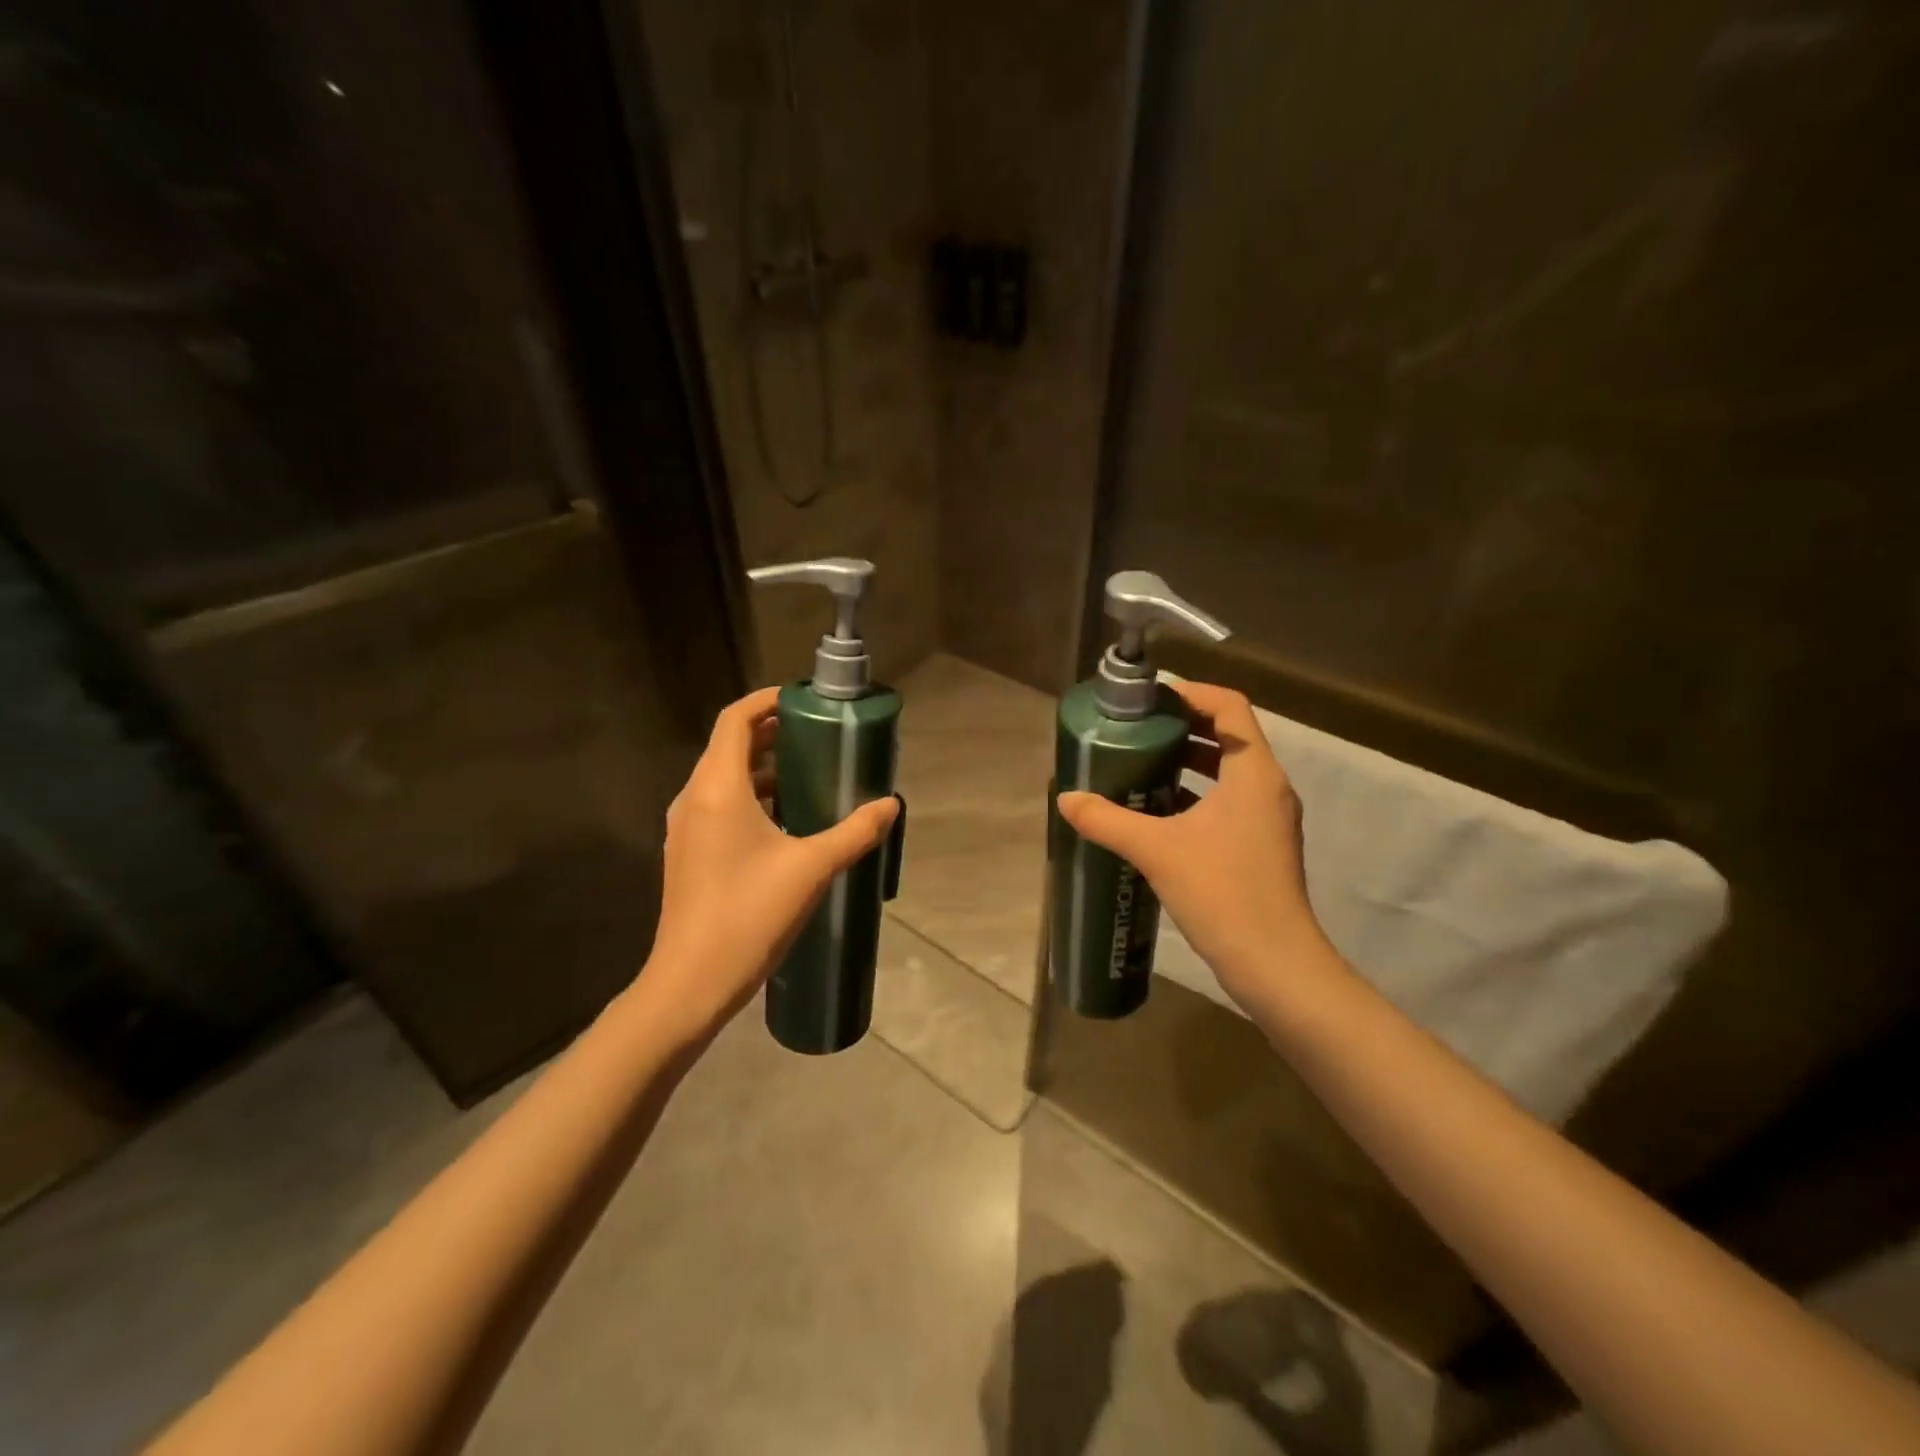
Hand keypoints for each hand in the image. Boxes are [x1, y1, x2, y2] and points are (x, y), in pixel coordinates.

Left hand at [641, 686, 898, 1041]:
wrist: (691, 982)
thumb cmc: (750, 915)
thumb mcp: (812, 868)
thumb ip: (855, 831)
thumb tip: (890, 805)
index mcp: (717, 788)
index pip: (736, 719)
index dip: (767, 701)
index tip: (805, 701)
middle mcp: (694, 798)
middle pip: (730, 746)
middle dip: (773, 733)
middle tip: (818, 735)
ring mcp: (686, 828)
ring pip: (724, 778)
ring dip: (764, 768)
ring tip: (810, 774)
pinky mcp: (689, 854)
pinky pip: (720, 806)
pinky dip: (752, 798)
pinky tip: (787, 822)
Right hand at [1057, 680, 1334, 1010]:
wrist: (1274, 964)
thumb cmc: (1222, 892)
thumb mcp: (1156, 850)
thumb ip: (1107, 820)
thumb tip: (1066, 799)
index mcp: (1253, 772)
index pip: (1230, 706)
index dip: (1191, 693)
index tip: (1150, 700)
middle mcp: (1267, 787)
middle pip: (1228, 735)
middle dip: (1182, 727)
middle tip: (1136, 729)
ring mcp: (1268, 819)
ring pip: (1228, 771)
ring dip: (1187, 762)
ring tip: (1139, 763)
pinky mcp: (1261, 845)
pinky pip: (1227, 802)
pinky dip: (1195, 795)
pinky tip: (1156, 811)